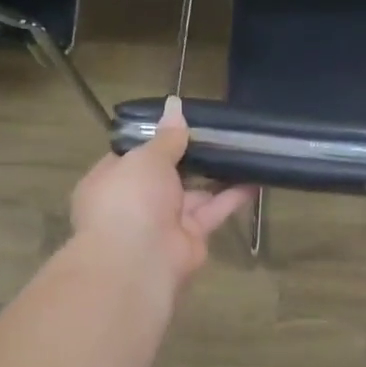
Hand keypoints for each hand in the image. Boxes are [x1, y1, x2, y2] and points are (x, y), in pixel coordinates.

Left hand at [70, 97, 255, 287]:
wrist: (139, 260)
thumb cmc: (130, 199)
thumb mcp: (146, 158)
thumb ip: (167, 137)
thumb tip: (175, 106)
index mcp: (111, 181)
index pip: (133, 156)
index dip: (155, 139)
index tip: (181, 123)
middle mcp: (135, 202)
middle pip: (167, 175)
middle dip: (190, 157)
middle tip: (218, 132)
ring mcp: (164, 221)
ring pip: (194, 193)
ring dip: (216, 175)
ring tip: (241, 149)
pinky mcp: (192, 237)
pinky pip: (213, 211)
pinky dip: (232, 196)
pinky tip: (254, 177)